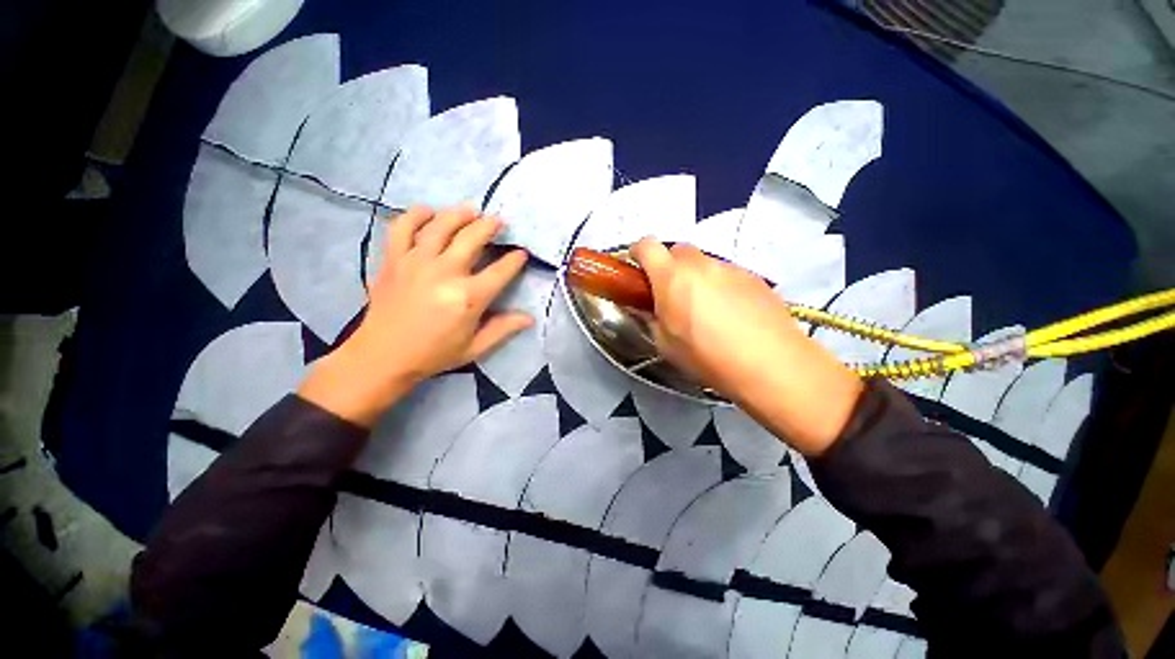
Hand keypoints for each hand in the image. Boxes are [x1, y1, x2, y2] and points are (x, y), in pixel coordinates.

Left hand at [299, 205, 530, 426]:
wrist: (382, 356)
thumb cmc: (433, 354)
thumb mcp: (475, 347)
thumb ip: (503, 329)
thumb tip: (529, 317)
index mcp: (468, 298)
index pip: (500, 271)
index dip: (514, 260)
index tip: (521, 253)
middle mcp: (445, 273)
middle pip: (472, 238)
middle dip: (490, 226)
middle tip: (499, 220)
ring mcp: (416, 262)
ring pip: (441, 226)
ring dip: (459, 214)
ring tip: (471, 209)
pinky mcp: (393, 259)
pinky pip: (402, 227)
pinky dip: (415, 215)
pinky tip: (427, 211)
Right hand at [631, 237, 862, 454]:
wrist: (770, 363)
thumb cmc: (707, 356)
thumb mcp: (665, 344)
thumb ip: (651, 319)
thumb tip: (648, 308)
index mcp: (671, 277)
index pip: (646, 246)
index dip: (637, 253)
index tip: (637, 269)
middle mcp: (700, 264)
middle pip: (677, 251)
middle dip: (669, 267)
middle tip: (672, 295)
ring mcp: (730, 268)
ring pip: (704, 263)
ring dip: (696, 277)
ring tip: (706, 309)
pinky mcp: (754, 277)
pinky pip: (727, 274)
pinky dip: (721, 285)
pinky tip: (732, 313)